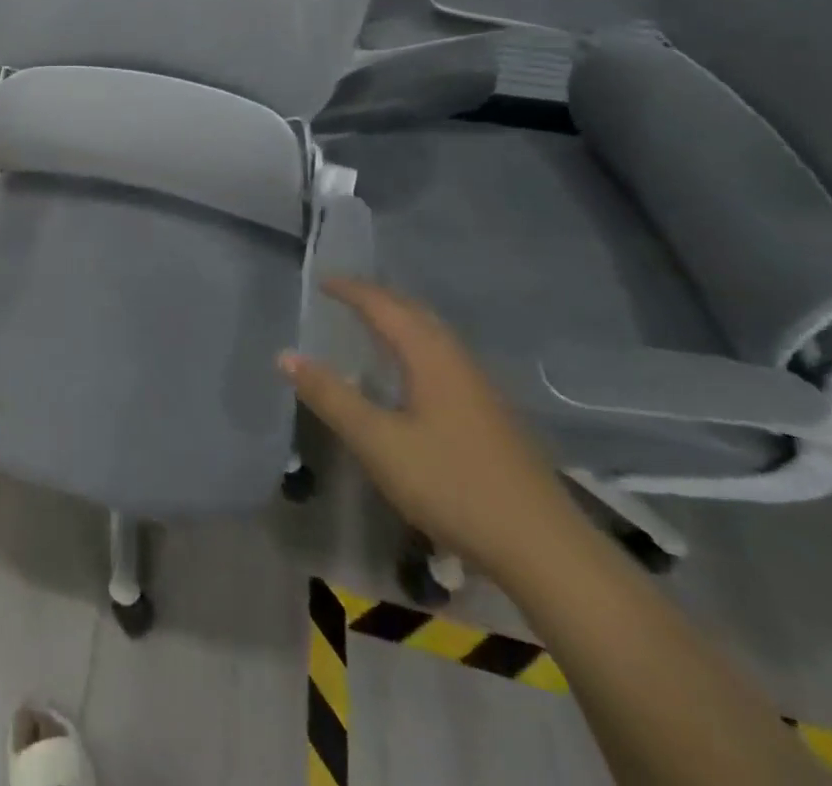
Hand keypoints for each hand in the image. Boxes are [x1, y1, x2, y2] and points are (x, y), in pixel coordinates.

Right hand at [279, 278, 581, 582]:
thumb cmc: (453, 486)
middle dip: (378, 298)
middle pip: (415, 313)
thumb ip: (331, 397)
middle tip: (343, 295)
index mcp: (431, 357)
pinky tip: (410, 375)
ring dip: (400, 321)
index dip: (352, 290)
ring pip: (434, 336)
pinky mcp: (493, 416)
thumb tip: (286, 356)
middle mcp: (459, 361)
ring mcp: (482, 389)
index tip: (322, 281)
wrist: (545, 550)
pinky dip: (416, 346)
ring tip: (370, 325)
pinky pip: (444, 358)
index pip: (385, 306)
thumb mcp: (378, 443)